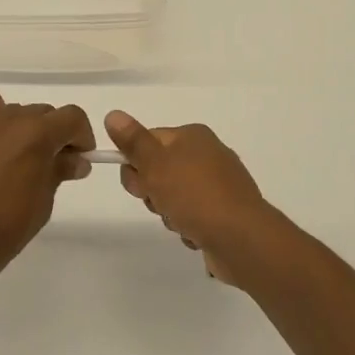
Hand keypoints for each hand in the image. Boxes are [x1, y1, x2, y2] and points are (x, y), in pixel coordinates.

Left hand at [0, 84, 93, 291]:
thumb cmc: (1, 231)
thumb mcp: (42, 204)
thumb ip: (59, 172)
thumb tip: (76, 160)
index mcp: (36, 136)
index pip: (72, 117)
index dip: (81, 136)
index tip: (79, 157)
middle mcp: (9, 118)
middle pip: (42, 114)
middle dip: (51, 135)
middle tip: (47, 164)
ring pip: (12, 110)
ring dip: (21, 128)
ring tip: (12, 157)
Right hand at [104, 111, 278, 284]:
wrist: (242, 240)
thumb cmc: (195, 195)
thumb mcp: (155, 164)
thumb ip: (133, 141)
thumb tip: (113, 115)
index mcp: (193, 136)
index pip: (149, 141)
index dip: (136, 163)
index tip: (139, 182)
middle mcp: (208, 155)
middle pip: (160, 169)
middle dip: (153, 190)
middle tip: (159, 202)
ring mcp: (219, 185)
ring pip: (174, 196)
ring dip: (169, 212)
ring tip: (181, 222)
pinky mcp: (225, 213)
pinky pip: (193, 216)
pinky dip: (189, 226)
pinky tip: (196, 235)